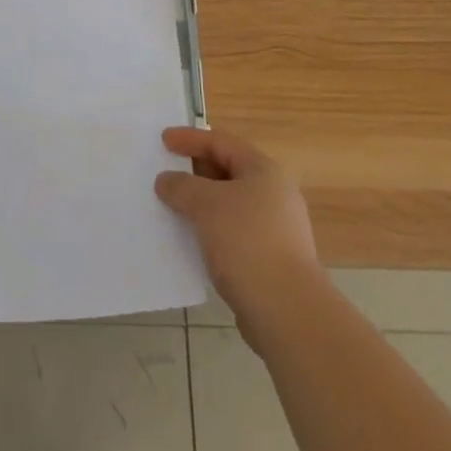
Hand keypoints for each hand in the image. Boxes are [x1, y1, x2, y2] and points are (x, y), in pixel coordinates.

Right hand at [156, 126, 322, 322]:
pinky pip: (232, 233)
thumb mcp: (206, 205)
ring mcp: (275, 229)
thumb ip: (182, 186)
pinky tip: (191, 241)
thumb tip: (166, 181)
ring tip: (173, 207)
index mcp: (264, 171)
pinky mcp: (270, 260)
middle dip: (195, 171)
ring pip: (229, 205)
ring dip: (201, 204)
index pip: (222, 142)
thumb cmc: (247, 242)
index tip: (163, 140)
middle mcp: (274, 194)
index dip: (190, 138)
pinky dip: (211, 230)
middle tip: (165, 173)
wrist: (287, 312)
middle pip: (228, 171)